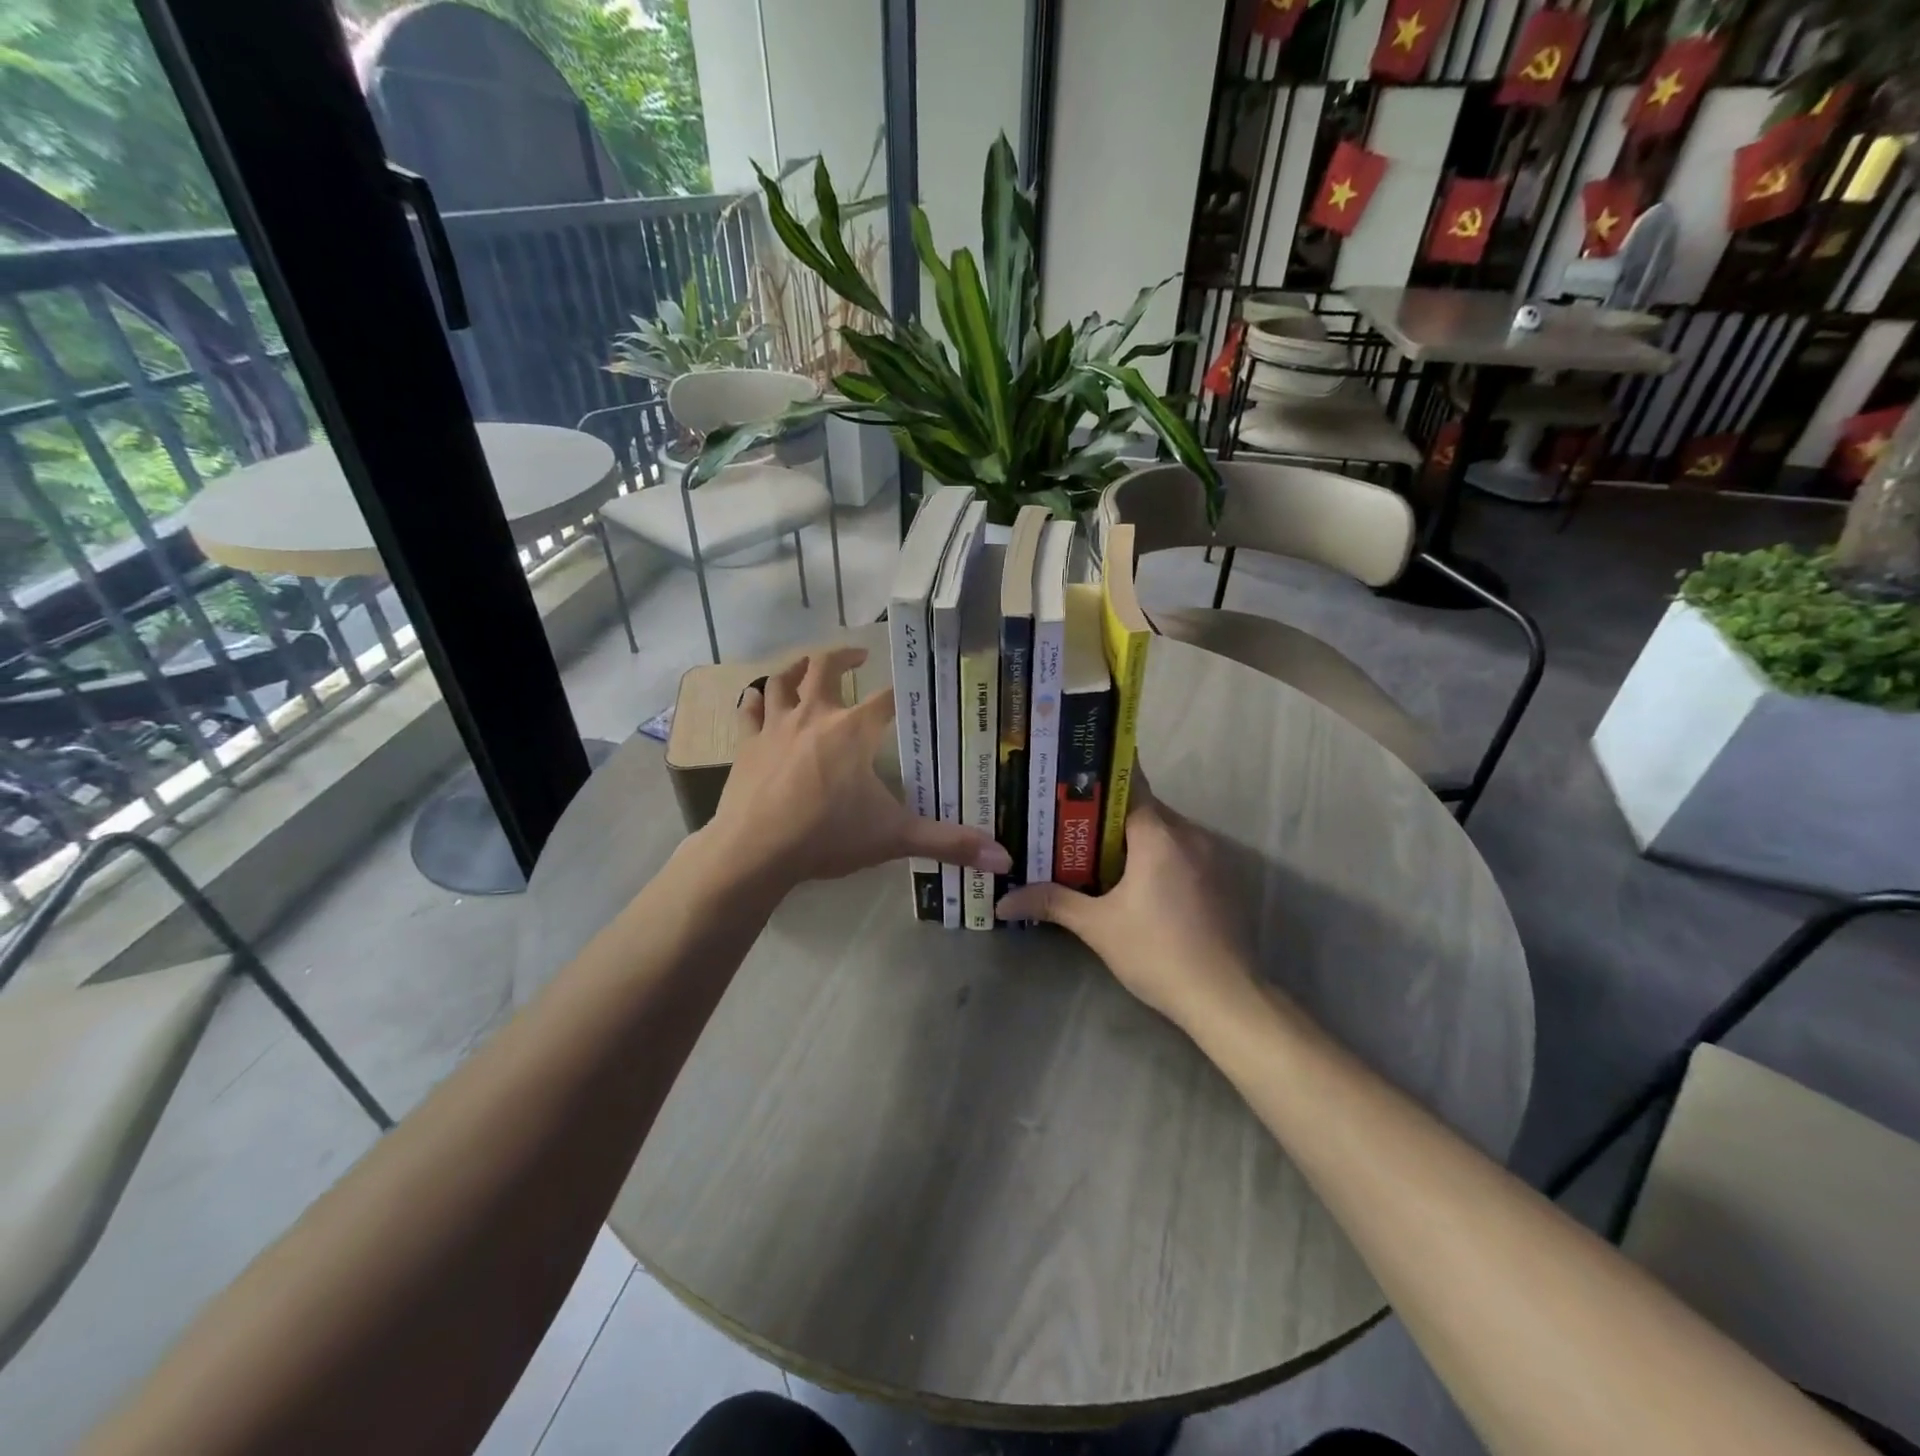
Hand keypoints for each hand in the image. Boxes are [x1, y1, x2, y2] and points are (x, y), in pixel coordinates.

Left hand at [703, 647, 1012, 891]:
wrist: (755, 851)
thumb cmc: (827, 835)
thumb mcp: (894, 837)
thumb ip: (948, 843)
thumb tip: (1005, 859)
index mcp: (854, 729)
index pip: (888, 698)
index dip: (903, 691)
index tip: (915, 687)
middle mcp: (815, 715)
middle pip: (826, 667)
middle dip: (844, 655)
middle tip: (859, 654)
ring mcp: (776, 727)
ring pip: (782, 680)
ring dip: (796, 668)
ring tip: (807, 666)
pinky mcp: (747, 745)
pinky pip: (749, 711)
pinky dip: (754, 701)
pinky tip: (756, 697)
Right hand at [995, 776, 1256, 1030]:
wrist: (1225, 997)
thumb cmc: (1157, 952)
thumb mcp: (1098, 927)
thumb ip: (1053, 903)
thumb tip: (1003, 900)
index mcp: (1160, 835)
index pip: (1128, 785)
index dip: (1097, 781)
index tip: (1068, 781)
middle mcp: (1190, 834)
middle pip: (1144, 807)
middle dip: (1107, 814)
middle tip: (1068, 821)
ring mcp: (1212, 856)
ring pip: (1165, 830)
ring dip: (1134, 837)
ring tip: (1093, 849)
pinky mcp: (1222, 879)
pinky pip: (1182, 851)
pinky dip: (1158, 855)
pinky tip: (1134, 879)